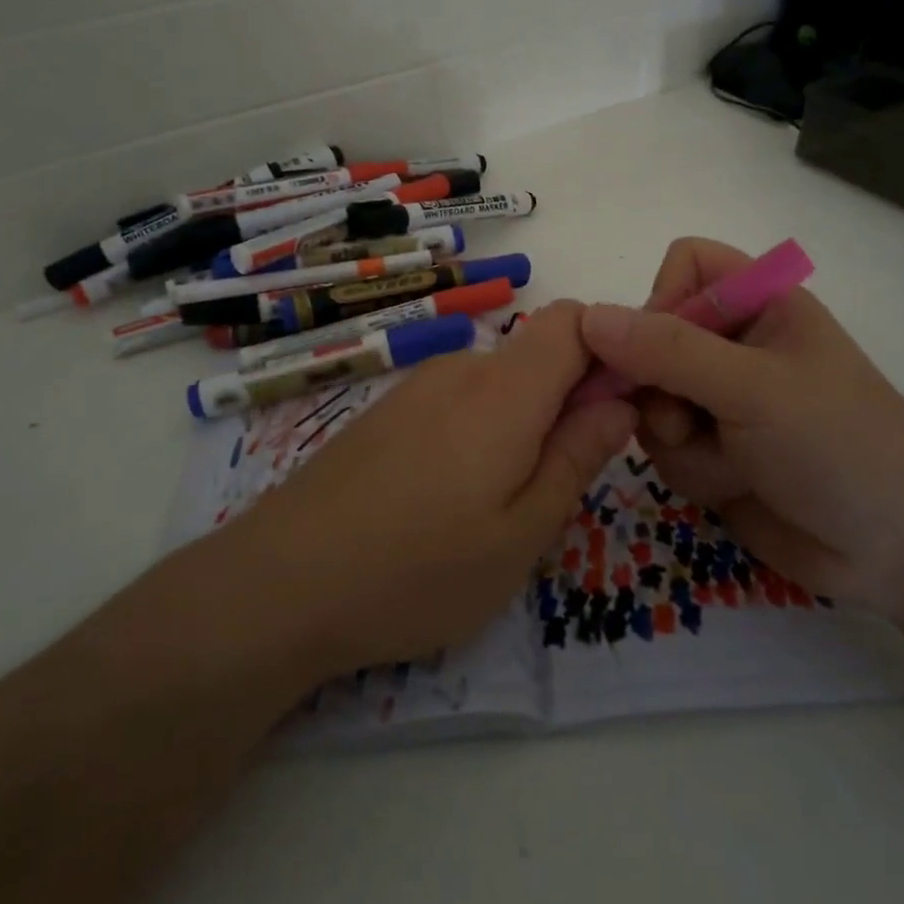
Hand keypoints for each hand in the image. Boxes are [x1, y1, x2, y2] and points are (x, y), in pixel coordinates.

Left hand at [225, 301, 635, 679]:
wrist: (282, 582)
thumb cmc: (418, 569)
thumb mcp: (521, 533)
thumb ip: (578, 457)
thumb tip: (619, 400)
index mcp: (505, 390)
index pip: (574, 320)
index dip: (610, 348)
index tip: (621, 409)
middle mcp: (461, 369)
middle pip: (538, 353)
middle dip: (569, 399)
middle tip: (562, 482)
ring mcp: (417, 387)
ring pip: (498, 382)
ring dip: (523, 422)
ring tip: (501, 503)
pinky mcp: (388, 411)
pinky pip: (458, 400)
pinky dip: (481, 430)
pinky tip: (450, 497)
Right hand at [579, 238, 903, 614]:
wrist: (900, 550)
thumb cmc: (839, 445)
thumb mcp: (753, 388)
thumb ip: (668, 351)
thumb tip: (587, 318)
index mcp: (759, 302)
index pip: (684, 264)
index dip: (663, 298)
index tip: (663, 350)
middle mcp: (732, 342)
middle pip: (649, 337)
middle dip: (660, 387)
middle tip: (687, 421)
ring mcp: (718, 398)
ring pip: (648, 398)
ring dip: (678, 437)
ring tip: (730, 462)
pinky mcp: (710, 448)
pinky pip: (662, 445)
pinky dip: (690, 469)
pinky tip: (733, 485)